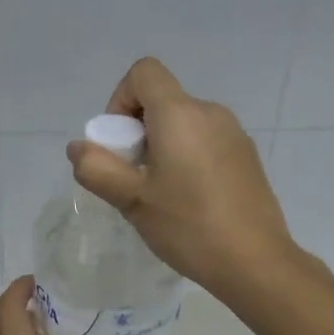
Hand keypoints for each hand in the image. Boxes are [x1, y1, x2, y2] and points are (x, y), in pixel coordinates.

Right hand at [67, 56, 297, 303]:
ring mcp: (234, 134)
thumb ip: (97, 168)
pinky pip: (205, 142)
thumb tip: (78, 148)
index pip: (143, 72)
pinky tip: (190, 202)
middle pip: (163, 101)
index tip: (120, 143)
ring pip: (184, 124)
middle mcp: (210, 112)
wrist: (255, 262)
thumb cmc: (188, 226)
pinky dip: (187, 158)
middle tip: (135, 179)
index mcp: (180, 114)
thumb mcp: (132, 200)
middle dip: (138, 131)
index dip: (120, 99)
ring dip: (162, 147)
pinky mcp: (247, 156)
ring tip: (161, 195)